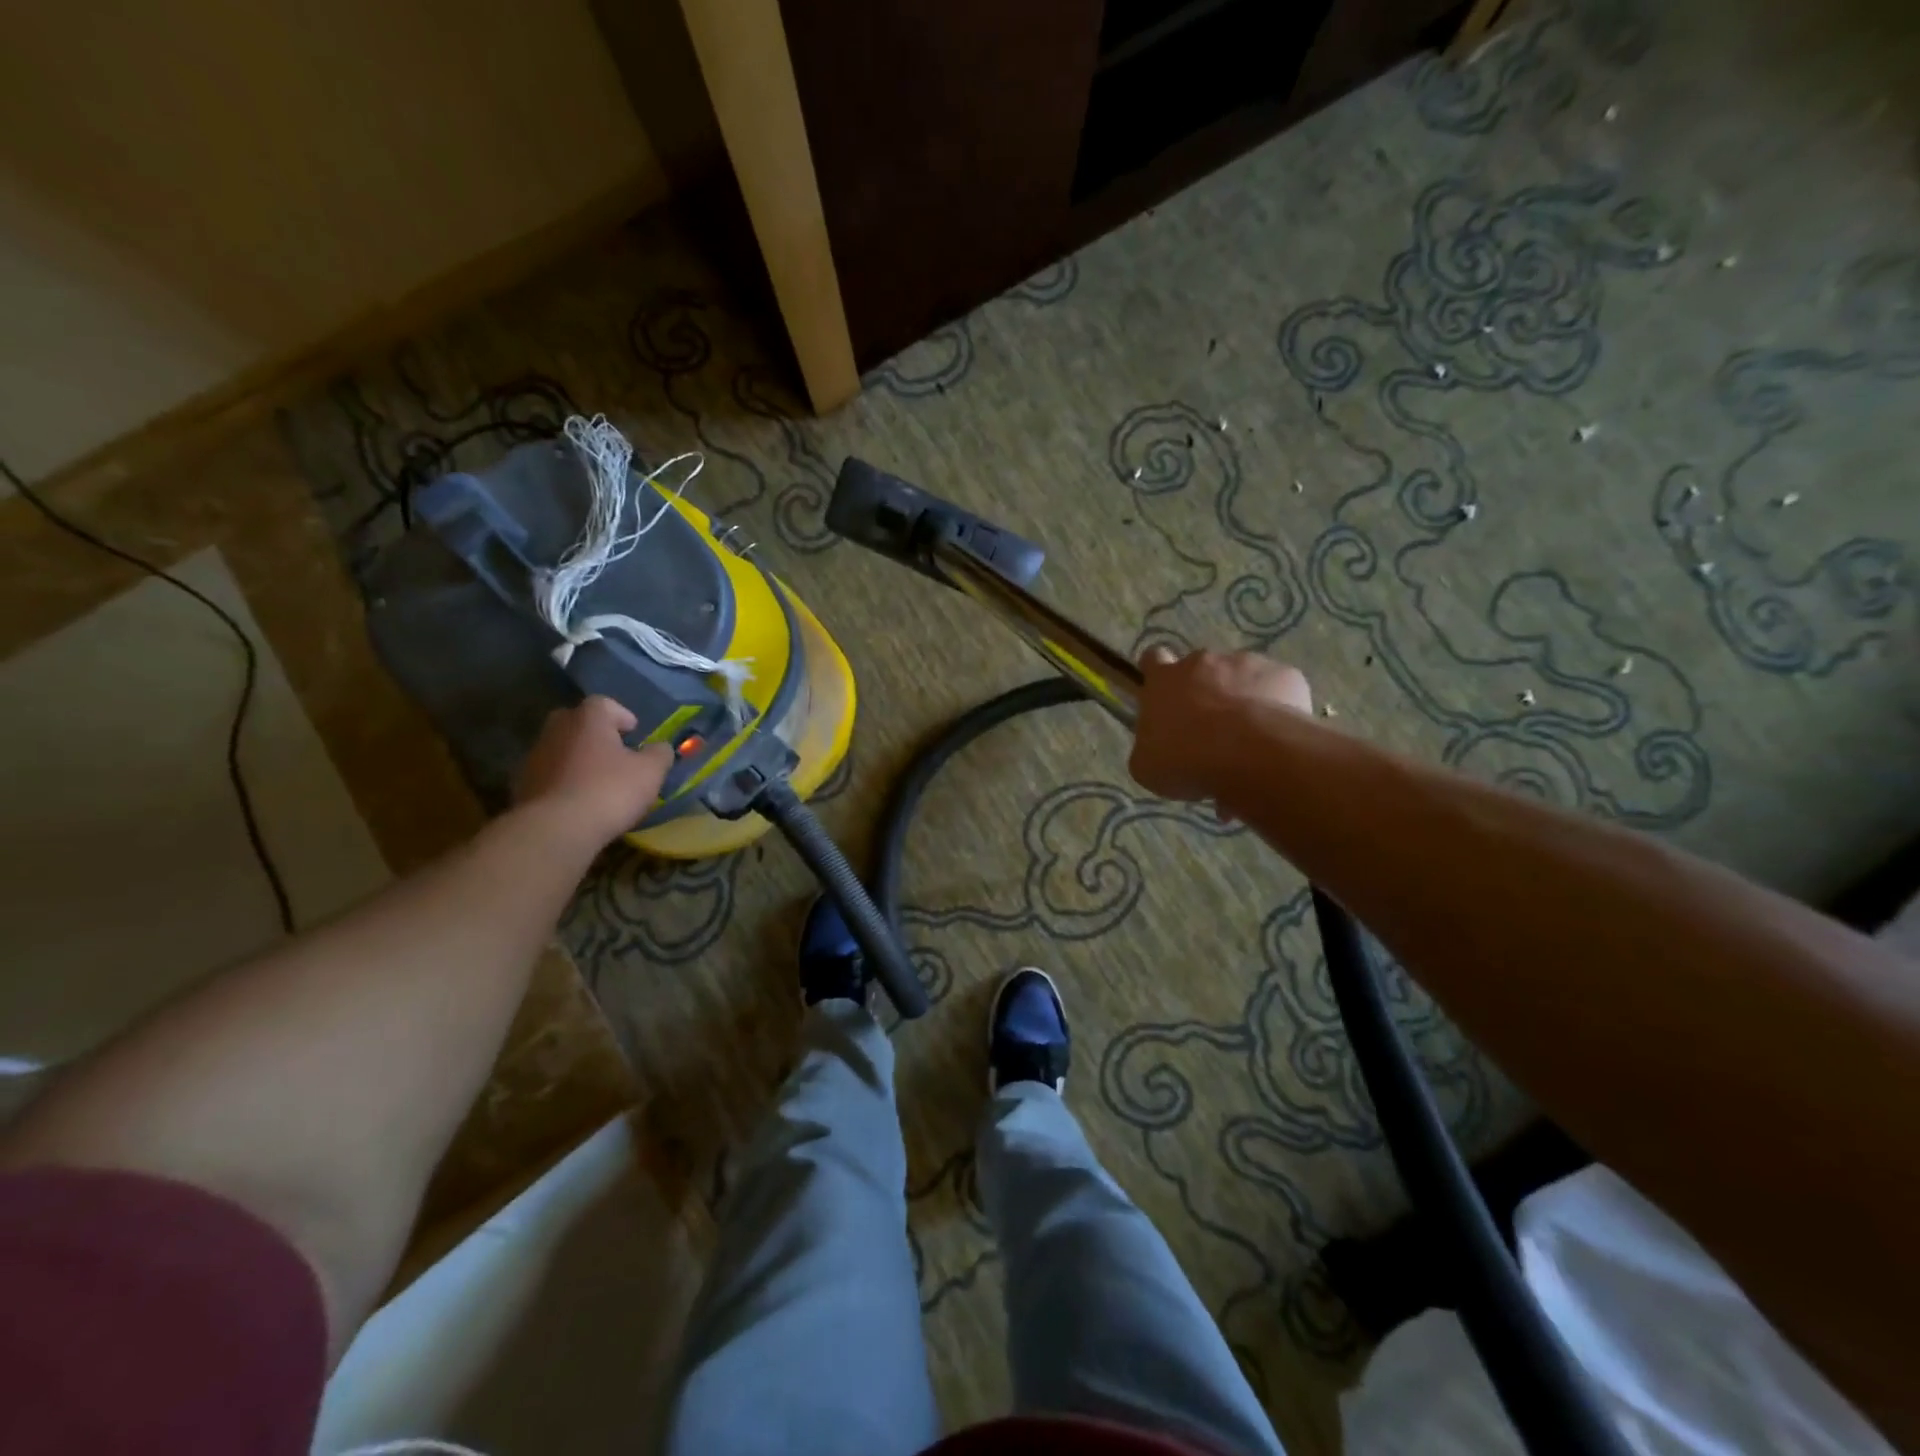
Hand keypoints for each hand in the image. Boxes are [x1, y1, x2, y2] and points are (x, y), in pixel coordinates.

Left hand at [515, 696, 673, 845]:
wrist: (555, 829)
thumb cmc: (610, 790)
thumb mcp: (650, 772)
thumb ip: (660, 754)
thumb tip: (660, 748)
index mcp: (588, 719)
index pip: (604, 703)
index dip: (622, 716)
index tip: (634, 733)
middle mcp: (557, 729)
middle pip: (577, 721)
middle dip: (595, 733)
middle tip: (614, 752)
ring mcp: (535, 756)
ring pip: (561, 748)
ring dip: (578, 758)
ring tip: (597, 780)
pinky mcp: (522, 784)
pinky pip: (549, 773)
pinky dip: (563, 780)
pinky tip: (577, 800)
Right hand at [1129, 647, 1312, 802]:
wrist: (1250, 754)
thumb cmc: (1186, 759)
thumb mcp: (1148, 766)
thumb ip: (1150, 746)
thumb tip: (1157, 746)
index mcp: (1164, 681)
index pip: (1153, 659)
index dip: (1159, 674)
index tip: (1166, 694)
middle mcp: (1203, 662)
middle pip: (1201, 669)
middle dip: (1206, 692)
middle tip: (1211, 730)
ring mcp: (1247, 663)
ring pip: (1243, 678)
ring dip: (1242, 700)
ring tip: (1249, 739)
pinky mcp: (1285, 674)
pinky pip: (1279, 689)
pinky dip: (1278, 707)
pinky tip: (1278, 736)